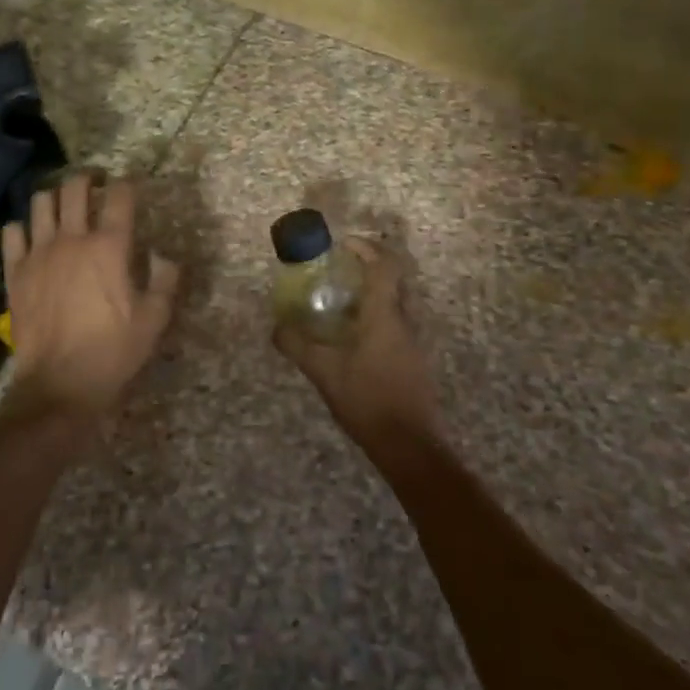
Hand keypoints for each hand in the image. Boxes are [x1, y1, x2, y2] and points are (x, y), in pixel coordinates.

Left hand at [0, 174, 178, 425]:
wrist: (59, 385)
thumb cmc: (113, 352)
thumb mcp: (154, 320)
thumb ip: (164, 280)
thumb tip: (163, 256)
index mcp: (110, 247)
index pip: (119, 197)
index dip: (126, 184)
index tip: (128, 185)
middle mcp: (72, 239)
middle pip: (75, 188)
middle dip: (87, 179)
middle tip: (95, 184)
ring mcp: (39, 253)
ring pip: (41, 202)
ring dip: (54, 197)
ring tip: (62, 206)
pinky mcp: (14, 272)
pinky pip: (11, 233)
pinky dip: (22, 227)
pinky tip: (31, 236)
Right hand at [272, 237, 438, 449]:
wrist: (409, 445)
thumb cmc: (368, 400)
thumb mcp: (324, 372)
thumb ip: (298, 346)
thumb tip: (276, 327)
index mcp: (385, 315)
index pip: (384, 266)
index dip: (366, 248)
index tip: (343, 245)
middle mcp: (404, 321)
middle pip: (392, 280)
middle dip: (368, 269)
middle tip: (339, 271)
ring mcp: (413, 341)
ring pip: (394, 303)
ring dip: (371, 295)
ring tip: (340, 303)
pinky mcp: (413, 360)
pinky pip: (395, 324)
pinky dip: (375, 317)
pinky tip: (353, 337)